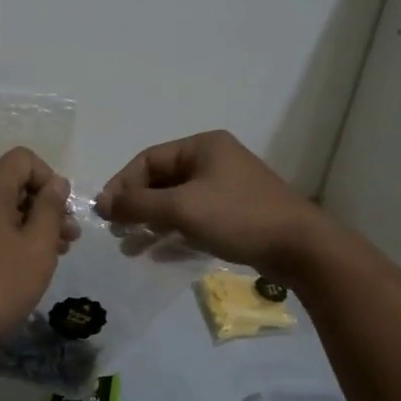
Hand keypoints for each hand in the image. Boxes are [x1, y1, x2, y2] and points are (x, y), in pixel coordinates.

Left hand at [0, 148, 79, 352]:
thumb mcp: (38, 244)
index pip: (23, 159)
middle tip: (70, 237)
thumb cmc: (0, 282)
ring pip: (4, 210)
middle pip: (14, 184)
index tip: (63, 211)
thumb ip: (51, 208)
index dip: (50, 178)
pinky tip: (29, 265)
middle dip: (46, 205)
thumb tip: (57, 183)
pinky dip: (14, 239)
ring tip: (58, 253)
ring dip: (34, 225)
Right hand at [96, 131, 329, 280]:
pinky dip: (175, 232)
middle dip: (137, 207)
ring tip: (132, 247)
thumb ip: (138, 205)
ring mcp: (227, 187)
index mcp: (202, 146)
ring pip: (177, 202)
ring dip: (152, 223)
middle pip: (162, 180)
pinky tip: (160, 254)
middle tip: (117, 232)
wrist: (299, 247)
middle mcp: (214, 160)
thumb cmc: (237, 217)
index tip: (104, 213)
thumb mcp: (181, 208)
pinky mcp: (236, 213)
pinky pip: (195, 218)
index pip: (148, 160)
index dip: (122, 185)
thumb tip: (102, 203)